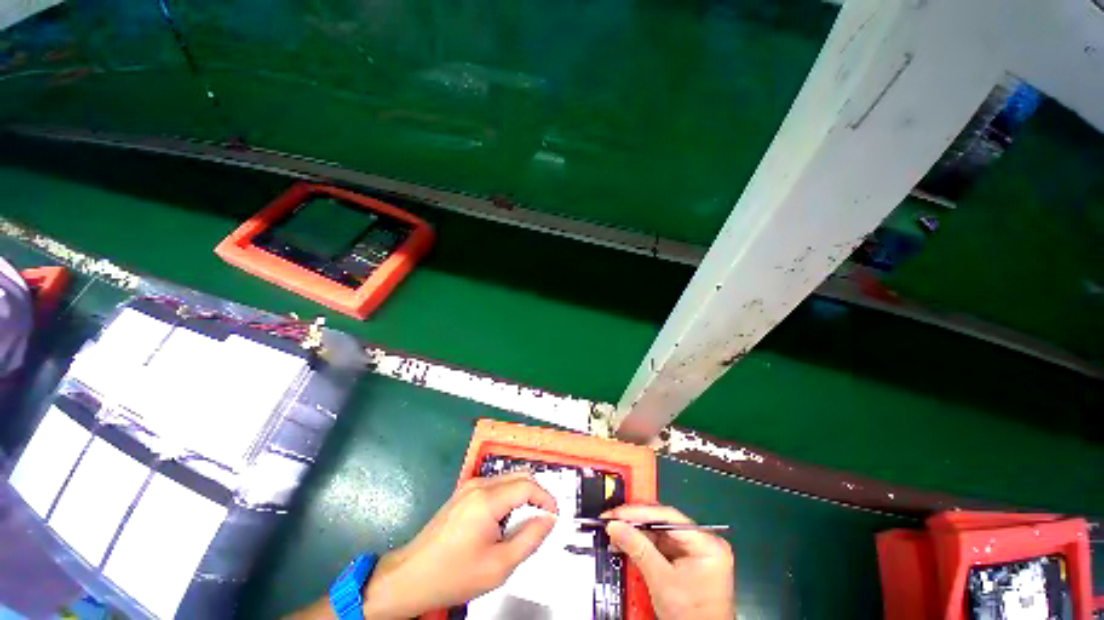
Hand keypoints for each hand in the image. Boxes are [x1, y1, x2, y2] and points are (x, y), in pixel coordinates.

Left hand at [360, 470, 557, 618]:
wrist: (410, 577)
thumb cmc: (454, 574)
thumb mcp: (499, 565)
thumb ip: (529, 538)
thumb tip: (548, 519)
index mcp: (488, 499)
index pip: (528, 486)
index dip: (546, 498)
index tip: (554, 516)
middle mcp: (479, 484)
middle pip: (519, 476)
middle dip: (536, 494)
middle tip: (543, 519)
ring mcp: (469, 486)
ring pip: (507, 479)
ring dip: (522, 495)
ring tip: (524, 523)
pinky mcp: (463, 493)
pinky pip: (494, 486)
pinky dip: (508, 497)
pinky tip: (504, 521)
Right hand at [604, 504, 734, 619]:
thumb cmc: (691, 616)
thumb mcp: (662, 581)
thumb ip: (638, 549)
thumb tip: (615, 526)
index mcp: (706, 543)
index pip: (667, 516)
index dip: (638, 513)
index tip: (616, 513)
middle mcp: (703, 542)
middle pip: (662, 524)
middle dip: (635, 523)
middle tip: (612, 520)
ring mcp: (694, 553)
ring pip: (658, 535)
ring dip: (635, 535)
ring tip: (615, 534)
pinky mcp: (685, 564)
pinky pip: (660, 548)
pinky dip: (642, 547)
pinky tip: (626, 546)